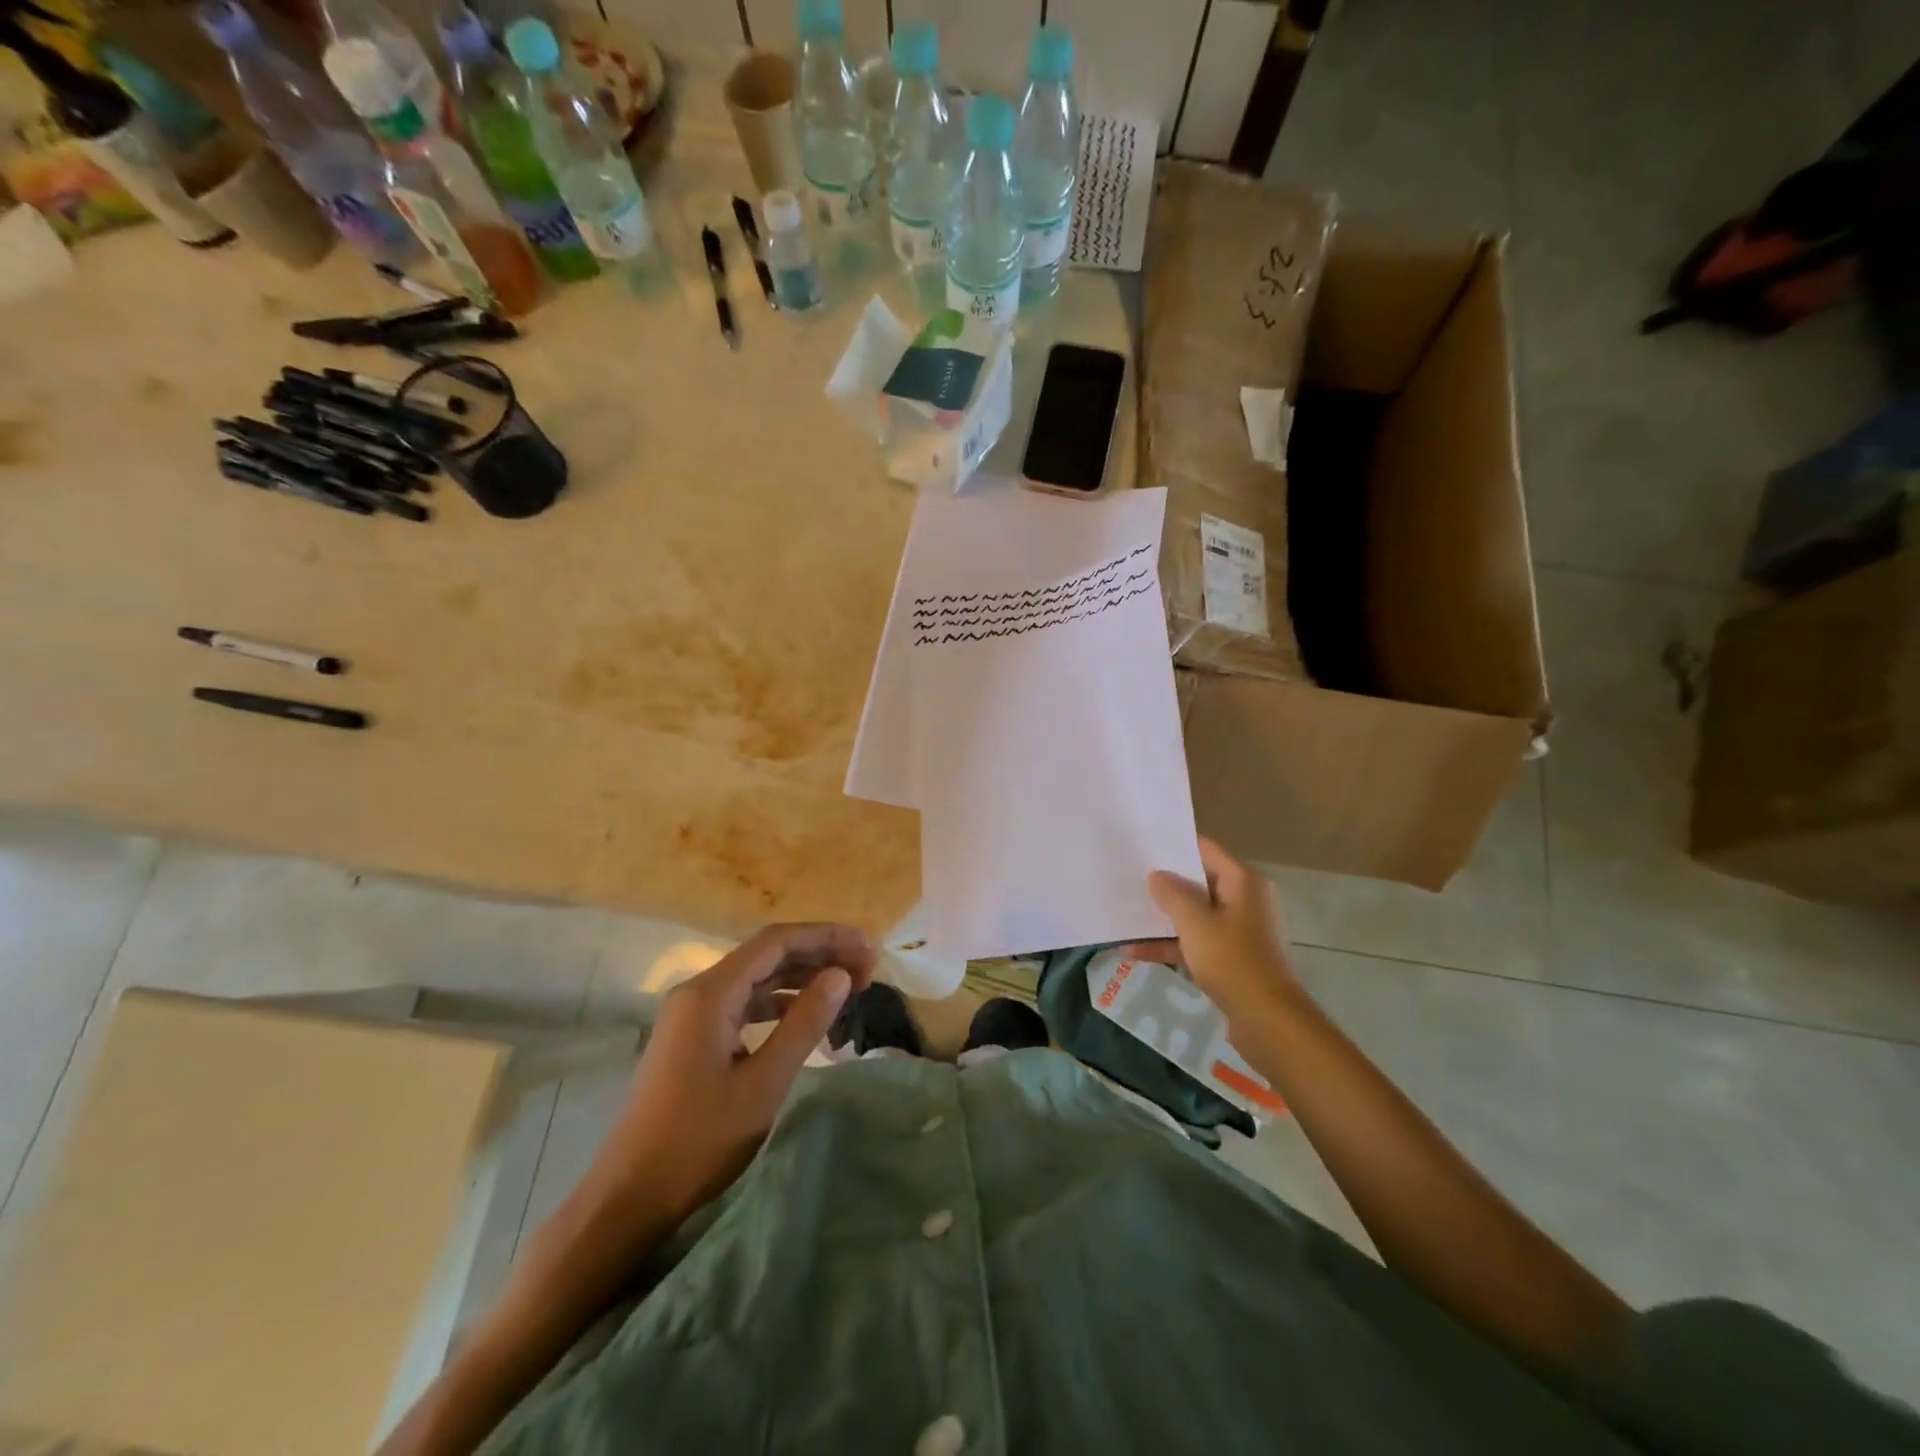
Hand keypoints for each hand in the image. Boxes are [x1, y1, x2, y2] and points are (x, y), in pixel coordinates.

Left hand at [581, 923, 874, 1231]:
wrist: (629, 1196)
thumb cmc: (699, 1141)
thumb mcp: (764, 1083)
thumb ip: (805, 1023)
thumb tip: (840, 975)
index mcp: (711, 993)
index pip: (776, 941)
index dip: (826, 937)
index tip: (867, 949)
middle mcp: (698, 991)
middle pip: (767, 954)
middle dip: (818, 954)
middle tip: (866, 969)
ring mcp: (692, 1013)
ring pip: (756, 977)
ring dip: (801, 976)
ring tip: (846, 986)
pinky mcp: (692, 1036)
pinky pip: (744, 1002)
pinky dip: (779, 1002)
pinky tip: (806, 1015)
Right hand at [1134, 837, 1300, 1030]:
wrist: (1267, 1020)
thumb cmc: (1232, 960)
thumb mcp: (1194, 922)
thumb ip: (1172, 893)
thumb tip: (1157, 875)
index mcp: (1243, 882)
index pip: (1205, 850)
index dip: (1174, 846)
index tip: (1142, 845)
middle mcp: (1245, 901)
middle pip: (1199, 883)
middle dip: (1164, 884)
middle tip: (1128, 878)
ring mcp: (1239, 932)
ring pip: (1195, 915)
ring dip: (1164, 918)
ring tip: (1126, 915)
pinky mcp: (1231, 959)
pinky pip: (1196, 942)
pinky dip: (1171, 945)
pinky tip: (1135, 952)